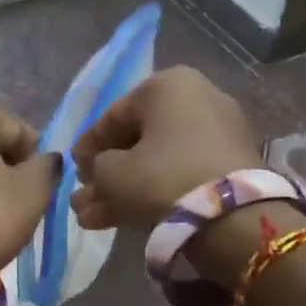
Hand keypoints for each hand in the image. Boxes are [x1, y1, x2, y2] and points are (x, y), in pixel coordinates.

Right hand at [70, 67, 262, 230]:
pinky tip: (121, 221)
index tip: (73, 171)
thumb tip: (99, 172)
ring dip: (123, 190)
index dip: (87, 147)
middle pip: (137, 141)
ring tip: (92, 219)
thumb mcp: (112, 173)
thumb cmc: (162, 178)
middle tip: (83, 198)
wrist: (233, 217)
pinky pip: (181, 173)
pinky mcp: (231, 166)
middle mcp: (197, 98)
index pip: (113, 115)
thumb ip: (96, 168)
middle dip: (106, 174)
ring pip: (157, 162)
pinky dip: (154, 192)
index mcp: (167, 85)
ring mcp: (219, 133)